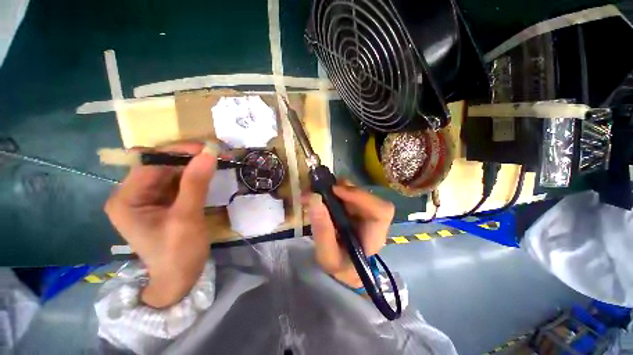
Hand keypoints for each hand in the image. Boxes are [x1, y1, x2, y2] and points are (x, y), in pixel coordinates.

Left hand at [104, 142, 216, 307]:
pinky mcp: (163, 201)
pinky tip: (209, 173)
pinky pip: (178, 181)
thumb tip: (209, 153)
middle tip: (217, 154)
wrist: (180, 278)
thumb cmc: (178, 253)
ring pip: (171, 171)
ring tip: (218, 160)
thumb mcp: (187, 218)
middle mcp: (133, 194)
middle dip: (189, 157)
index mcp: (126, 199)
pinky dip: (195, 175)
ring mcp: (148, 197)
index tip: (208, 149)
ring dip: (195, 165)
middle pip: (160, 165)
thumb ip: (196, 184)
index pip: (150, 163)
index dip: (178, 152)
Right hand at [304, 181, 394, 287]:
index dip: (361, 196)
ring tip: (320, 191)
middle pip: (369, 196)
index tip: (335, 191)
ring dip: (340, 188)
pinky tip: (325, 195)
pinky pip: (351, 193)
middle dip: (346, 189)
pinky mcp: (358, 208)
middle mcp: (374, 221)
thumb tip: (314, 199)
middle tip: (322, 189)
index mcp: (374, 237)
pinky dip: (337, 191)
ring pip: (358, 192)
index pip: (381, 211)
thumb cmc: (339, 265)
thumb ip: (321, 229)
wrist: (345, 267)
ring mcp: (367, 213)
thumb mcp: (327, 255)